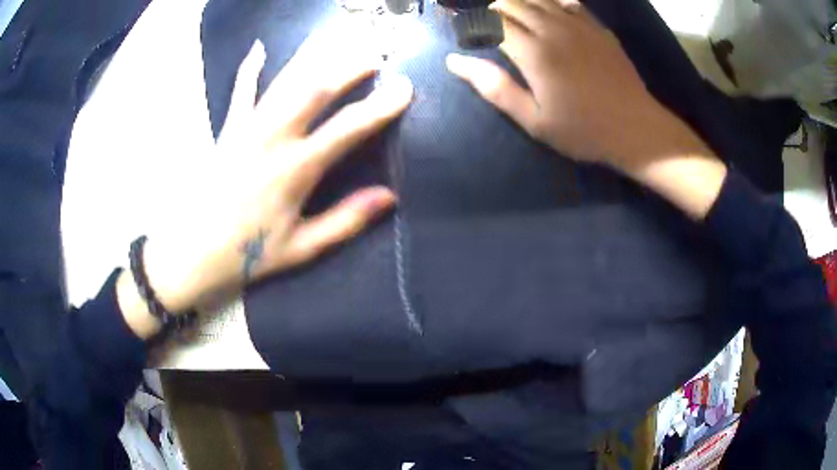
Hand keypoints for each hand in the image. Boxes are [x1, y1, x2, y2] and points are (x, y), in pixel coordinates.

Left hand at [119, 33, 413, 336]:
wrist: (191, 253)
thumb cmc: (248, 255)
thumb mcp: (301, 249)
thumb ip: (345, 221)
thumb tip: (389, 198)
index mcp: (295, 170)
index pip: (346, 129)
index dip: (379, 107)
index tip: (405, 89)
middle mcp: (272, 139)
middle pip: (315, 89)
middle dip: (348, 67)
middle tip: (374, 54)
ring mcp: (247, 129)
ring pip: (284, 81)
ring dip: (312, 56)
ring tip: (335, 36)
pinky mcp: (228, 131)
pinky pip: (241, 92)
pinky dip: (249, 69)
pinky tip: (258, 47)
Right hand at [445, 0, 702, 169]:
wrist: (636, 128)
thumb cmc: (583, 131)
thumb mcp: (534, 120)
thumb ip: (495, 88)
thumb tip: (455, 61)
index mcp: (533, 52)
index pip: (492, 22)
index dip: (474, 24)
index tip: (466, 32)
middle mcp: (553, 29)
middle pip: (513, 4)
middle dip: (495, 10)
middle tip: (489, 24)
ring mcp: (578, 25)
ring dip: (519, 2)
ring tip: (512, 14)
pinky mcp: (597, 28)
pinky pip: (568, 2)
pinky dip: (551, 2)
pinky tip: (548, 11)